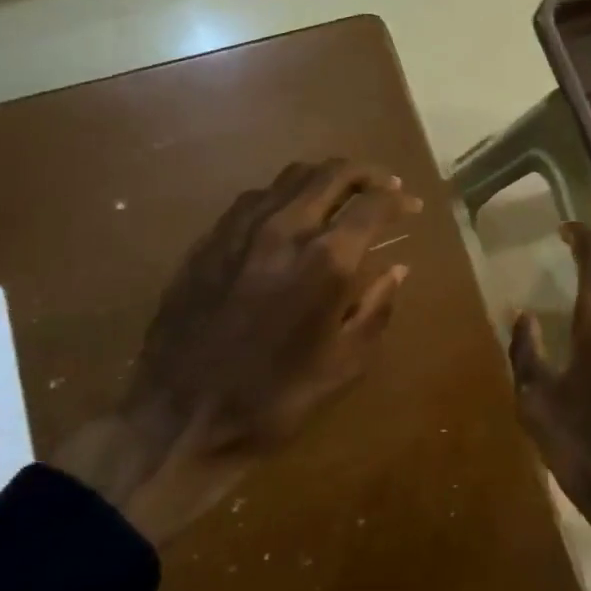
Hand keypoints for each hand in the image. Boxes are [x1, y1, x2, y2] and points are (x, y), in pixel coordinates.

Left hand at [53, 159, 419, 544]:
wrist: (180, 417)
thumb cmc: (274, 399)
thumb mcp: (344, 365)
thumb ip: (376, 309)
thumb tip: (397, 269)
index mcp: (326, 261)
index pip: (372, 205)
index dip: (398, 200)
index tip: (410, 205)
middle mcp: (285, 228)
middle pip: (332, 173)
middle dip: (366, 174)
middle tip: (383, 186)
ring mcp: (241, 228)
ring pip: (292, 176)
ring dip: (325, 177)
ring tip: (341, 193)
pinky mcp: (210, 238)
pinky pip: (256, 197)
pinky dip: (286, 194)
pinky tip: (289, 214)